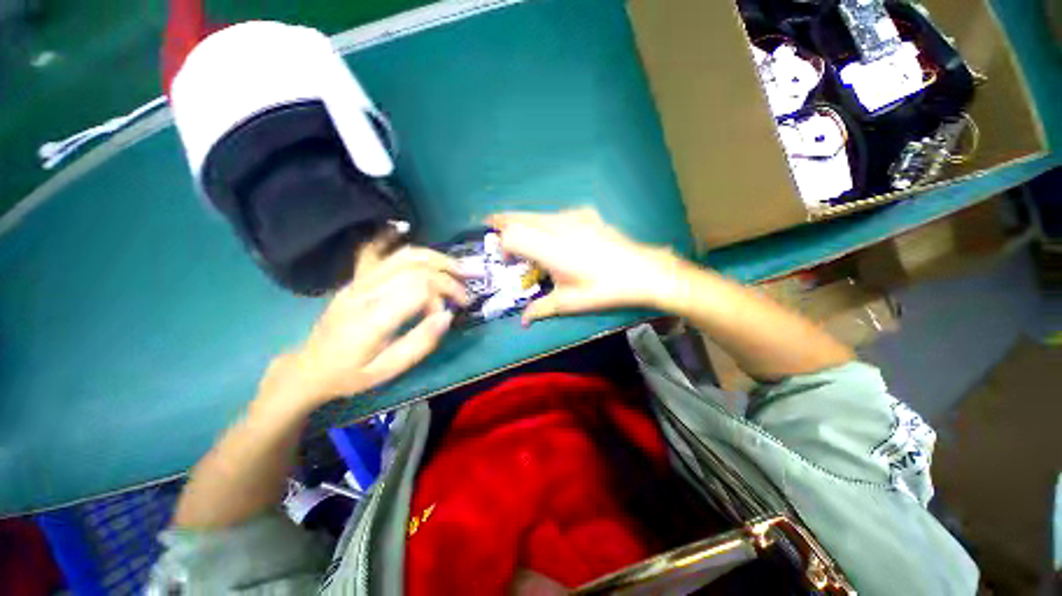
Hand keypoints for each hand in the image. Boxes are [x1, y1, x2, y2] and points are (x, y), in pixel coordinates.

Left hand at [265, 238, 470, 409]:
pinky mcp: (357, 279)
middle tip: (465, 290)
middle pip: (416, 267)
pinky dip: (403, 246)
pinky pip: (382, 252)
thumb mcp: (387, 370)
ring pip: (404, 255)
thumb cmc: (350, 374)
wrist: (309, 367)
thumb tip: (447, 316)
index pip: (419, 288)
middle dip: (448, 275)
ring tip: (457, 268)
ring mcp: (359, 281)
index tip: (449, 313)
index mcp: (373, 317)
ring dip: (436, 258)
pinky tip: (413, 237)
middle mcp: (366, 291)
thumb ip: (420, 343)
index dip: (442, 295)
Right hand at [487, 208, 679, 324]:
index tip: (506, 260)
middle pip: (519, 216)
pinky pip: (554, 214)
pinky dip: (543, 222)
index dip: (502, 245)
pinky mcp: (585, 214)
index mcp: (551, 250)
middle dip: (502, 223)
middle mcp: (558, 227)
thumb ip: (540, 309)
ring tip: (520, 235)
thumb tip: (523, 321)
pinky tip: (552, 235)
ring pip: (536, 213)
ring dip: (522, 221)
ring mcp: (573, 217)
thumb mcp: (570, 303)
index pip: (512, 235)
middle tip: (492, 229)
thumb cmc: (604, 289)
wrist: (642, 271)